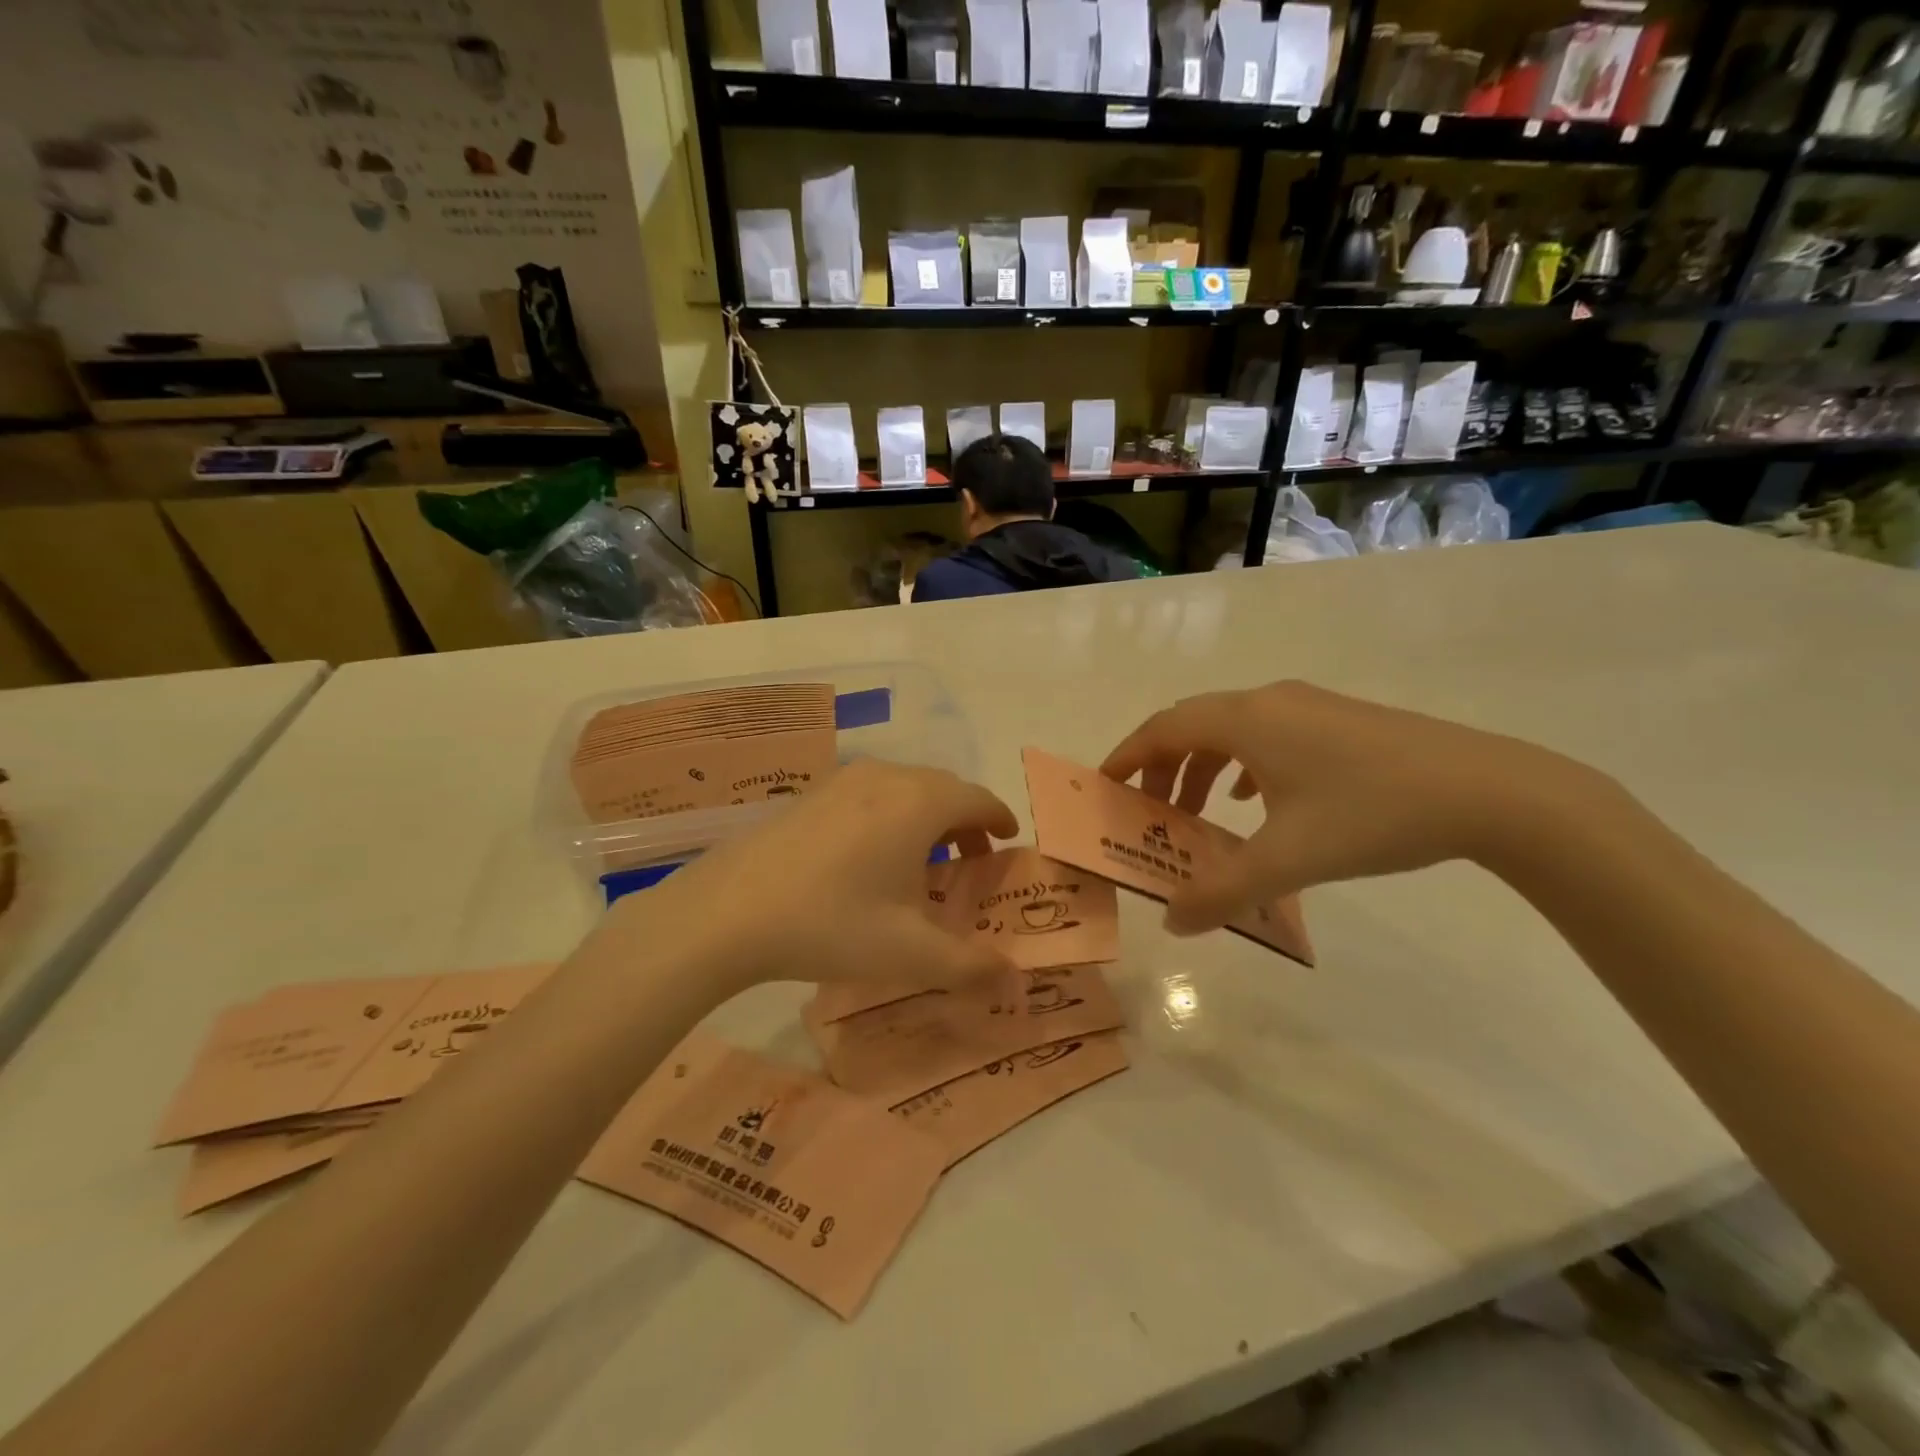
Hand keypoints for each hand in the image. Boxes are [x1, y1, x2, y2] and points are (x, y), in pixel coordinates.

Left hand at [617, 758, 1018, 994]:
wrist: (730, 910)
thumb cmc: (833, 924)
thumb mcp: (911, 954)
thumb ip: (971, 966)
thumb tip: (1014, 977)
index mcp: (921, 803)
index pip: (978, 799)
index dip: (1000, 818)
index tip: (1008, 838)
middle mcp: (888, 777)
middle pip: (944, 788)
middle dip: (966, 819)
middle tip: (972, 859)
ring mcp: (844, 780)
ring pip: (905, 786)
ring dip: (927, 815)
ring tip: (924, 858)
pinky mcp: (812, 792)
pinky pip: (871, 792)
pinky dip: (891, 812)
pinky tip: (872, 854)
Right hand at [1101, 681, 1596, 933]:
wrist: (1490, 790)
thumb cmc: (1372, 814)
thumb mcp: (1288, 861)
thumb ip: (1221, 893)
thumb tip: (1172, 923)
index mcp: (1246, 720)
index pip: (1163, 729)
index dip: (1126, 756)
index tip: (1104, 787)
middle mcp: (1269, 701)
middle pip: (1191, 725)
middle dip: (1160, 768)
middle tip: (1148, 813)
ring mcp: (1308, 706)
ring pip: (1230, 730)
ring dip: (1201, 769)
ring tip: (1197, 814)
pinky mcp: (1338, 720)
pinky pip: (1266, 736)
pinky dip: (1241, 766)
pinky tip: (1255, 802)